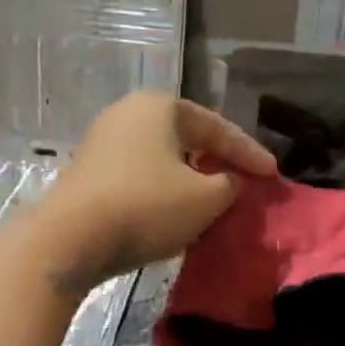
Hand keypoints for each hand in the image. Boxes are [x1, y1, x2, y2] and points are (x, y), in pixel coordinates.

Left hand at [35, 91, 275, 285]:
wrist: (70, 238)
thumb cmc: (146, 207)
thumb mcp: (205, 199)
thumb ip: (230, 185)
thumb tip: (229, 182)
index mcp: (160, 107)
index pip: (217, 128)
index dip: (249, 153)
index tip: (274, 175)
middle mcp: (128, 114)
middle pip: (187, 139)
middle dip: (217, 162)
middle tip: (243, 183)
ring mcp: (102, 142)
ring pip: (162, 159)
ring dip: (189, 179)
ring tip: (212, 200)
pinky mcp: (88, 172)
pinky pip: (139, 176)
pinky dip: (163, 190)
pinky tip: (174, 211)